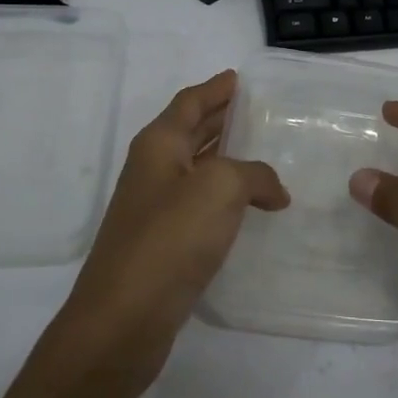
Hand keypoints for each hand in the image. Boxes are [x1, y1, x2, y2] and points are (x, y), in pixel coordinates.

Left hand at [59, 70, 288, 393]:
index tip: (238, 78)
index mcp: (159, 145)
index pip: (190, 102)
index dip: (215, 88)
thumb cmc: (169, 239)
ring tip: (266, 154)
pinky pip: (202, 206)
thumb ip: (254, 175)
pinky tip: (252, 208)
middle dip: (222, 118)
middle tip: (259, 111)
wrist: (123, 320)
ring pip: (198, 169)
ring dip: (228, 159)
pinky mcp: (165, 244)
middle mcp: (154, 170)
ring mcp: (156, 209)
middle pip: (191, 132)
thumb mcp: (220, 188)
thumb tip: (274, 190)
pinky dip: (227, 198)